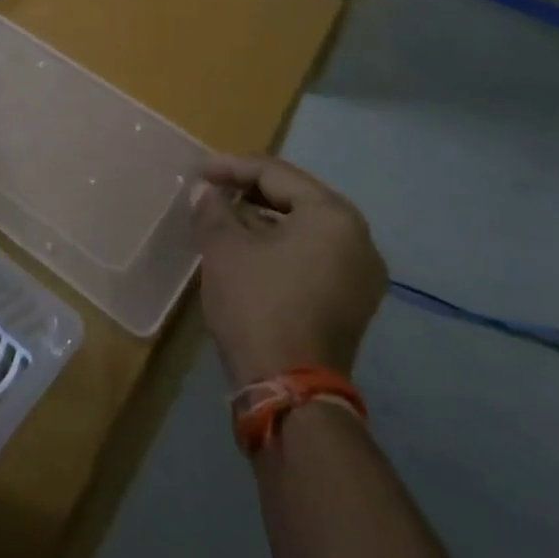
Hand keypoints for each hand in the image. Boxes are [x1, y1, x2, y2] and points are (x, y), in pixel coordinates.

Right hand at [189, 155, 386, 385]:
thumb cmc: (258, 304)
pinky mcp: (352, 302)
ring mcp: (361, 274)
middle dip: (250, 191)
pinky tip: (248, 249)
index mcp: (333, 216)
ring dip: (263, 219)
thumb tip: (205, 191)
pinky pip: (313, 255)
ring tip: (224, 218)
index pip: (276, 174)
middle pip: (296, 198)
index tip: (198, 172)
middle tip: (211, 190)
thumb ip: (213, 208)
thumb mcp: (224, 247)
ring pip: (305, 228)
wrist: (289, 390)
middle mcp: (359, 238)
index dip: (232, 167)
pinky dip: (281, 245)